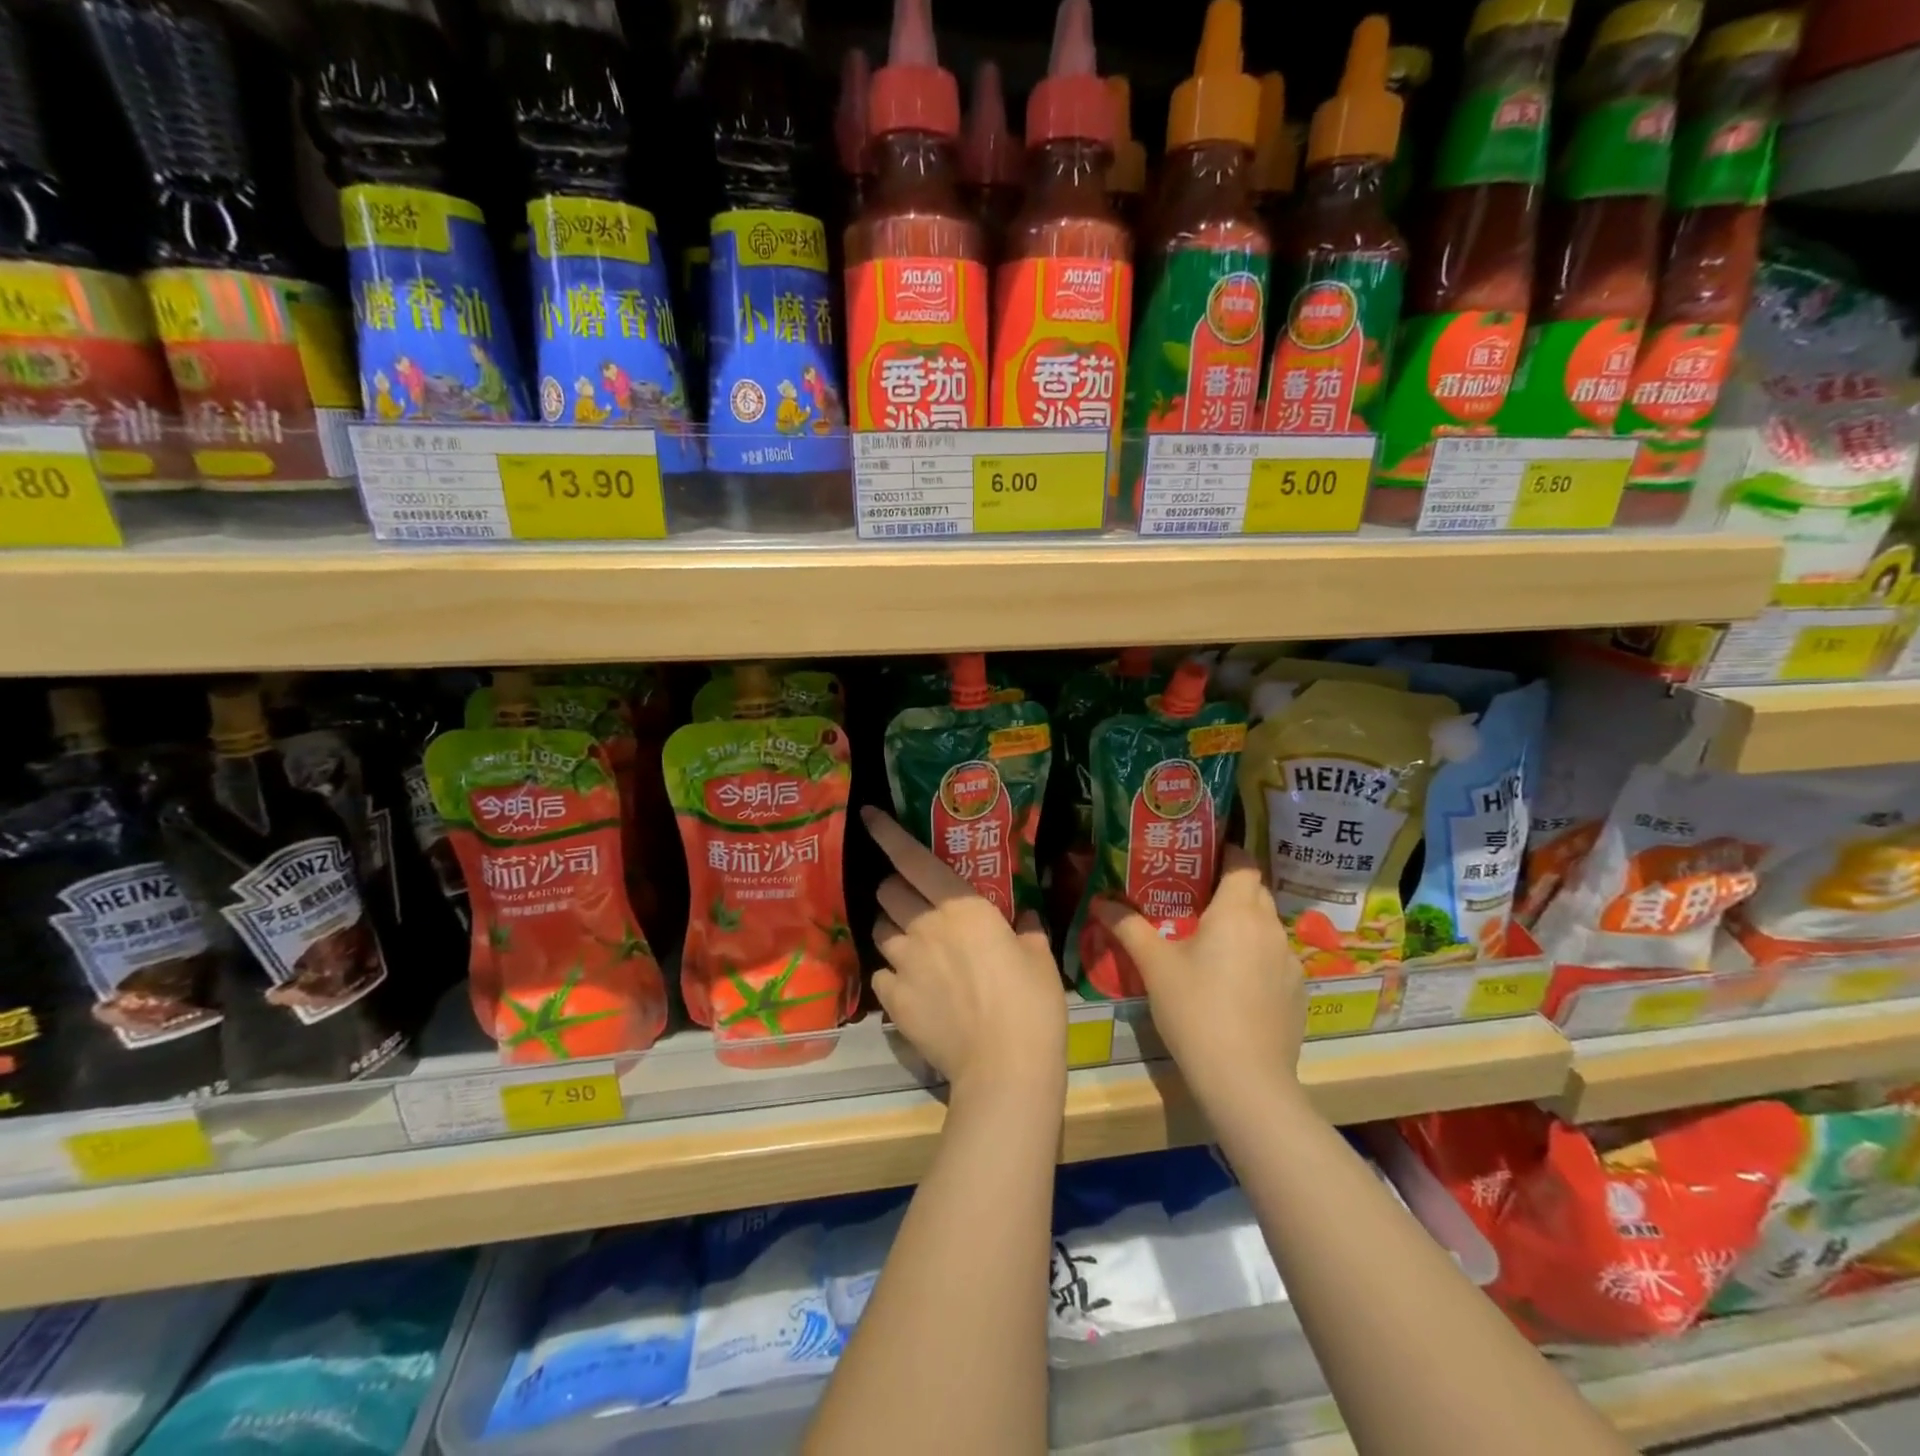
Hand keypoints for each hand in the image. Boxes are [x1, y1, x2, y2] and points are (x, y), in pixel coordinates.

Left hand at [863, 807, 1066, 1100]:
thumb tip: (1027, 916)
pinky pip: (880, 973)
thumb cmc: (1031, 1003)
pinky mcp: (892, 1001)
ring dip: (892, 928)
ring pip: (879, 929)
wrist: (1004, 1066)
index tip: (868, 815)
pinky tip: (911, 986)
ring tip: (912, 943)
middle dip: (895, 888)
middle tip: (915, 900)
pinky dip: (892, 973)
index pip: (912, 858)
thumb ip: (1028, 929)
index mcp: (960, 906)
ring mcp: (903, 964)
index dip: (886, 833)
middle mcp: (923, 926)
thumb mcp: (1039, 957)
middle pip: (887, 891)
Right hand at [1091, 845, 1304, 1105]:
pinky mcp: (1298, 993)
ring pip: (1266, 927)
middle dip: (1229, 889)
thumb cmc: (1195, 1010)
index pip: (1243, 862)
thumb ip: (1128, 927)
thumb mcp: (1155, 966)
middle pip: (1255, 891)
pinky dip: (1257, 958)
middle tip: (1194, 898)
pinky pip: (1276, 960)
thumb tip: (1099, 901)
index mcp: (1237, 912)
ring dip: (1244, 925)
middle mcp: (1270, 928)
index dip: (1227, 853)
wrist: (1245, 1080)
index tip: (1202, 857)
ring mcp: (1290, 962)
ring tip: (1211, 941)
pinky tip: (1234, 984)